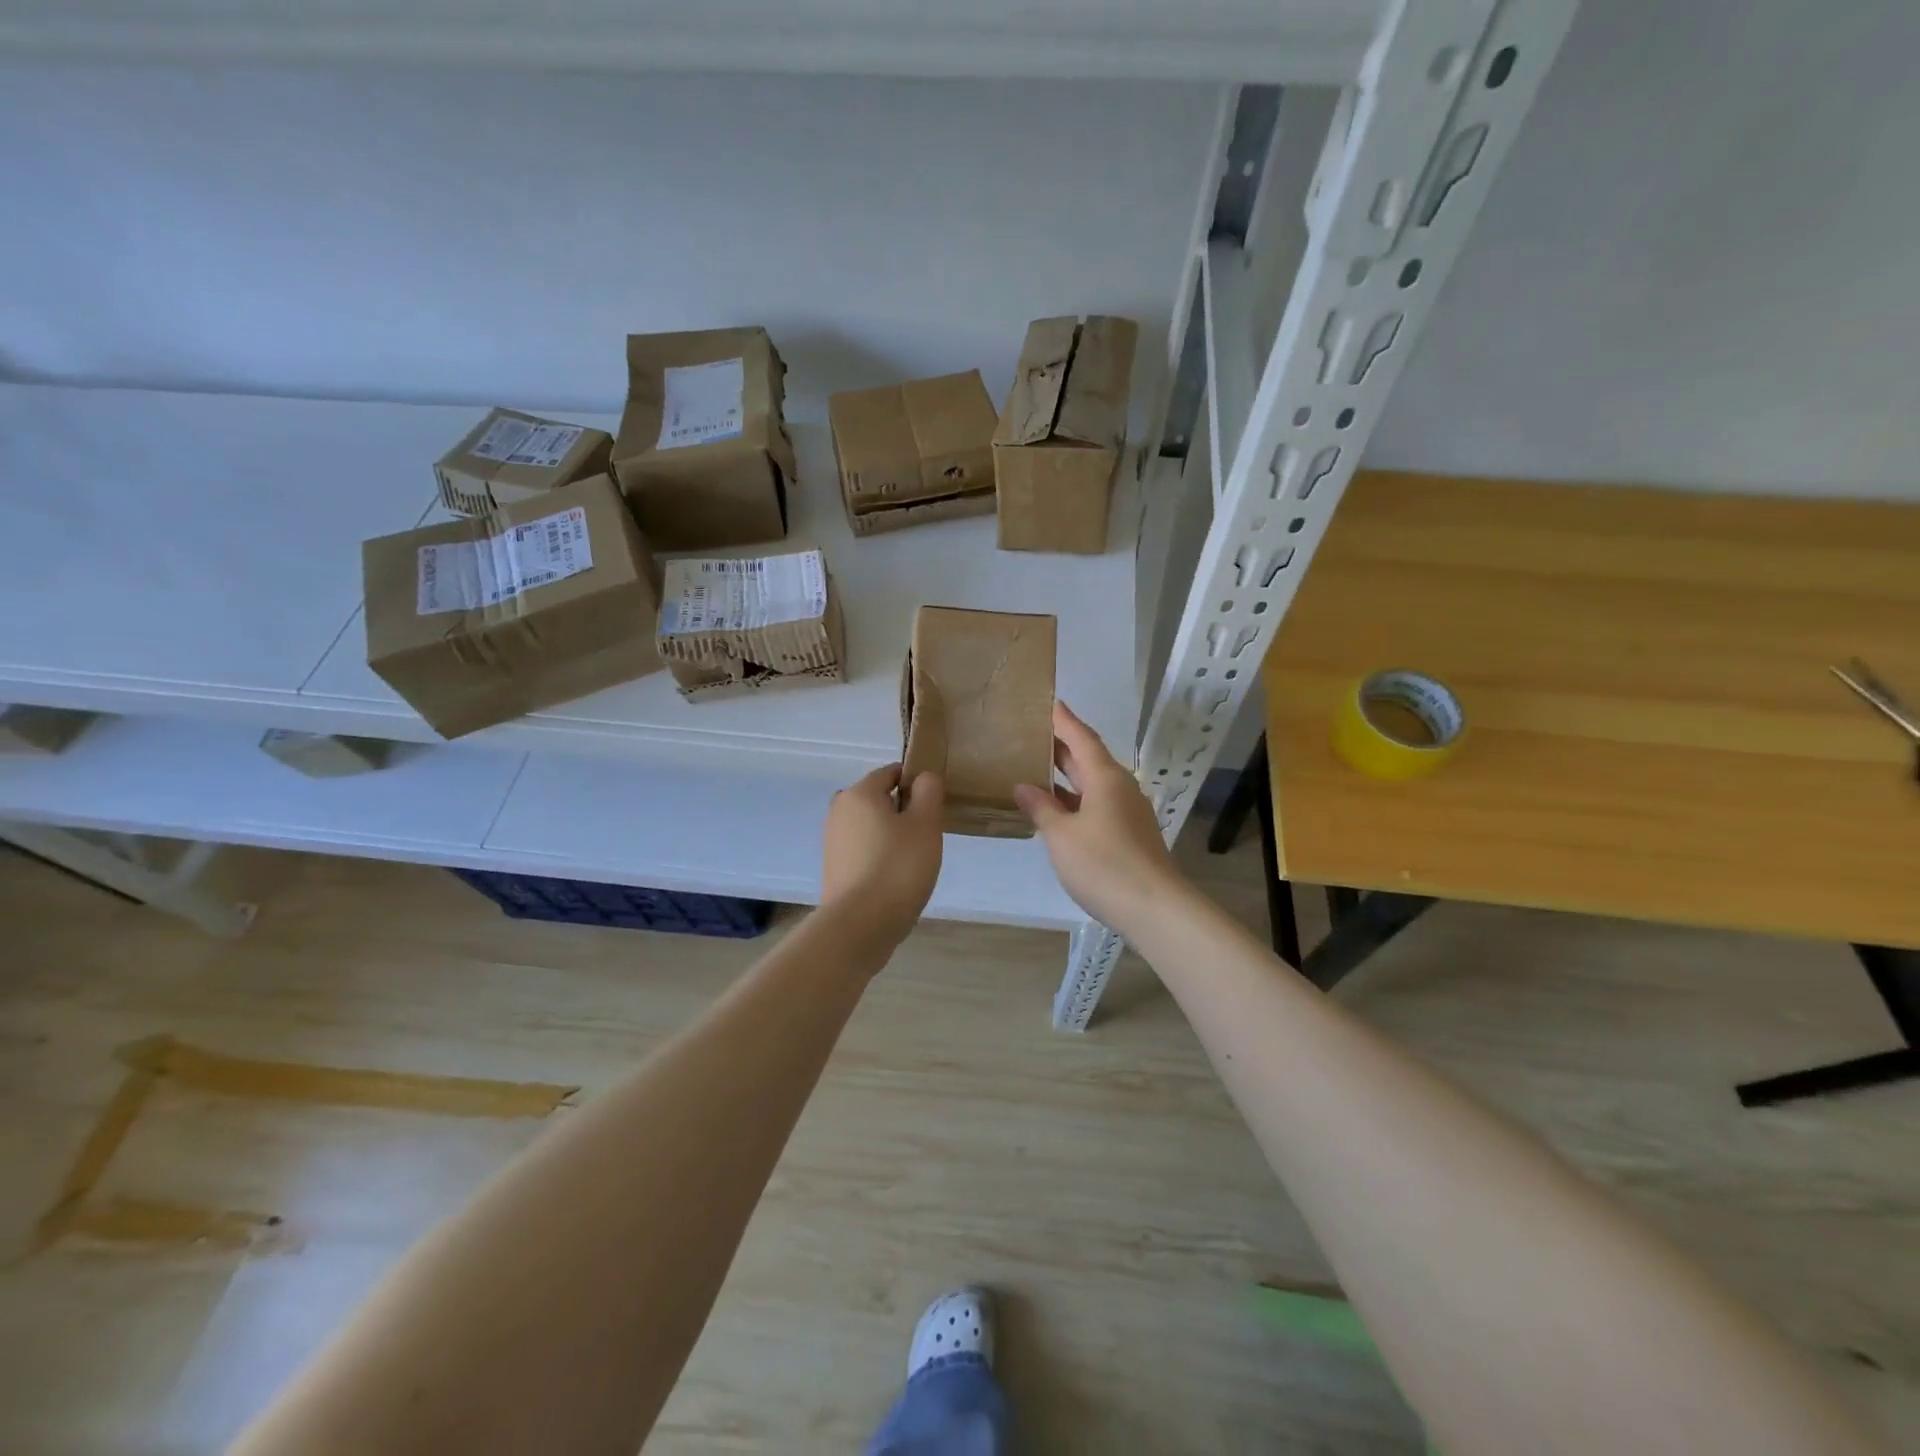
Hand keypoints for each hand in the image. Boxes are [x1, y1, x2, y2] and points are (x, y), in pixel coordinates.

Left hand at [821, 764, 944, 944]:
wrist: (860, 925)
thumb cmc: (898, 867)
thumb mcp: (926, 824)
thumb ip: (928, 792)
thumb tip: (922, 778)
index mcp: (859, 793)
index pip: (891, 773)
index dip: (916, 785)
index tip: (933, 810)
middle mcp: (839, 811)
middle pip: (878, 800)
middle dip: (902, 813)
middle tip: (925, 838)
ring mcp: (832, 841)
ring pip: (870, 827)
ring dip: (891, 837)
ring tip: (912, 863)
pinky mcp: (833, 869)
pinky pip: (862, 851)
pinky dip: (878, 858)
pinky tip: (893, 880)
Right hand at [1014, 702, 1184, 934]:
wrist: (1154, 907)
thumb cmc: (1104, 864)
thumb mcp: (1062, 836)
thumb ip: (1041, 808)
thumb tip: (1024, 787)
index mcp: (1105, 778)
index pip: (1081, 737)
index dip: (1064, 720)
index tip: (1049, 702)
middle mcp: (1120, 787)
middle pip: (1088, 759)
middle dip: (1061, 746)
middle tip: (1032, 734)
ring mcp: (1128, 811)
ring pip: (1093, 784)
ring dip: (1067, 777)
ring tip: (1036, 770)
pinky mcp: (1130, 833)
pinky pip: (1098, 805)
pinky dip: (1075, 800)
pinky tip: (1057, 811)